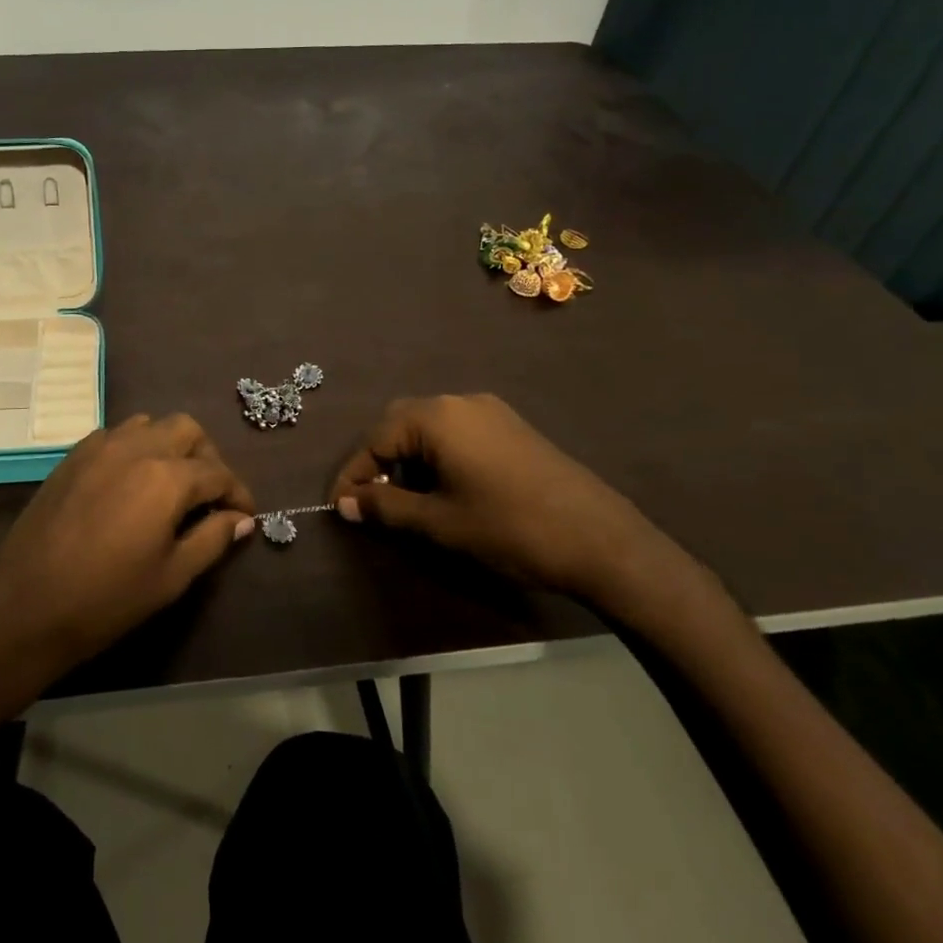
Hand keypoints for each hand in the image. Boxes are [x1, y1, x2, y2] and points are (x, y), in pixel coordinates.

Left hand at [0, 414, 254, 677]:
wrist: (26, 606)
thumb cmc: (107, 599)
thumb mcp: (171, 576)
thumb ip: (212, 539)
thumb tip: (241, 519)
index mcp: (166, 477)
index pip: (218, 474)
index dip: (238, 494)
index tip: (245, 515)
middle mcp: (136, 447)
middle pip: (187, 430)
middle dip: (207, 457)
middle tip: (210, 495)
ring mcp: (100, 447)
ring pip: (150, 424)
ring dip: (170, 445)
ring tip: (172, 484)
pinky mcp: (73, 456)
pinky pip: (116, 435)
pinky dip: (136, 447)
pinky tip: (132, 482)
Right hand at [330, 394, 666, 601]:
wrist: (602, 541)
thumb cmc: (509, 528)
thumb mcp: (439, 522)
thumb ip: (386, 507)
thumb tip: (346, 503)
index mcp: (437, 417)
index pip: (376, 438)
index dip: (354, 474)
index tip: (340, 507)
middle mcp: (460, 402)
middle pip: (401, 424)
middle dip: (380, 462)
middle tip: (372, 501)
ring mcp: (491, 412)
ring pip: (430, 428)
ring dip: (409, 460)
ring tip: (407, 501)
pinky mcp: (512, 428)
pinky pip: (458, 433)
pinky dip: (438, 457)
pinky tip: (445, 490)